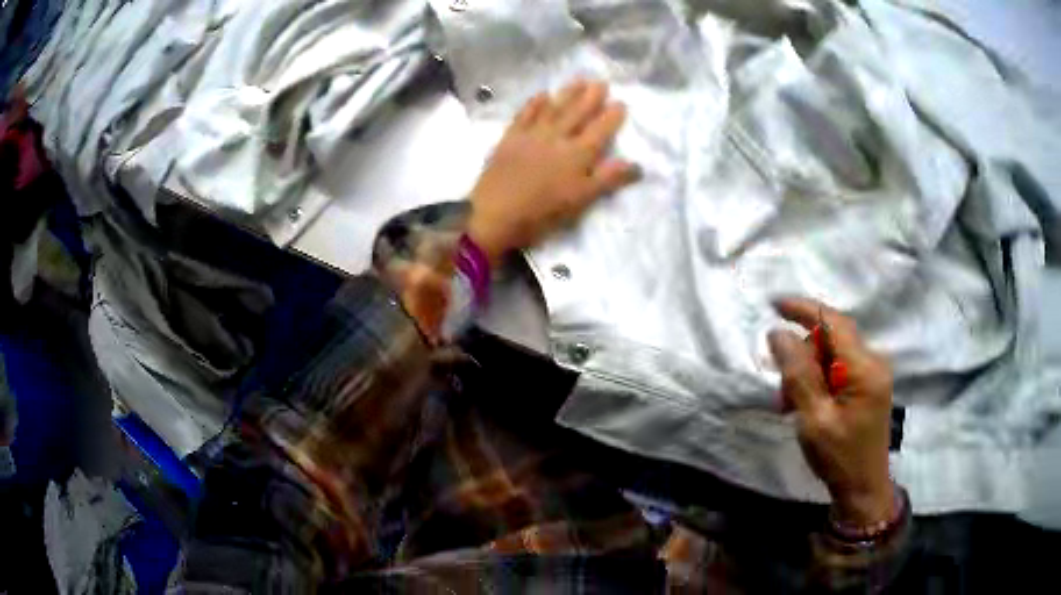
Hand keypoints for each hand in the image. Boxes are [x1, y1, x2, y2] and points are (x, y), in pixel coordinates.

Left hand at [467, 80, 639, 265]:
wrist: (496, 214)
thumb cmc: (543, 212)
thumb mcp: (582, 199)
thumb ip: (609, 178)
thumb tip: (638, 164)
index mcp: (578, 154)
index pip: (600, 130)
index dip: (611, 117)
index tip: (620, 102)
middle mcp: (557, 138)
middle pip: (577, 113)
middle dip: (591, 97)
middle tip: (601, 81)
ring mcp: (532, 135)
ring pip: (554, 108)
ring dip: (567, 93)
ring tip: (579, 80)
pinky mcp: (510, 138)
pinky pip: (525, 114)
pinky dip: (535, 103)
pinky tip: (542, 94)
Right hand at [768, 297, 895, 525]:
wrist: (863, 488)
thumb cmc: (839, 457)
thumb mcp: (813, 419)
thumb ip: (798, 374)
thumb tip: (779, 334)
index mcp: (863, 368)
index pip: (832, 322)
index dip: (803, 309)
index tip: (773, 304)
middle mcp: (873, 361)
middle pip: (831, 338)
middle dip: (802, 355)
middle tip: (781, 391)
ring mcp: (873, 372)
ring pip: (832, 352)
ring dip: (808, 370)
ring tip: (791, 404)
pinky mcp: (869, 384)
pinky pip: (839, 366)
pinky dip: (819, 379)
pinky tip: (807, 403)